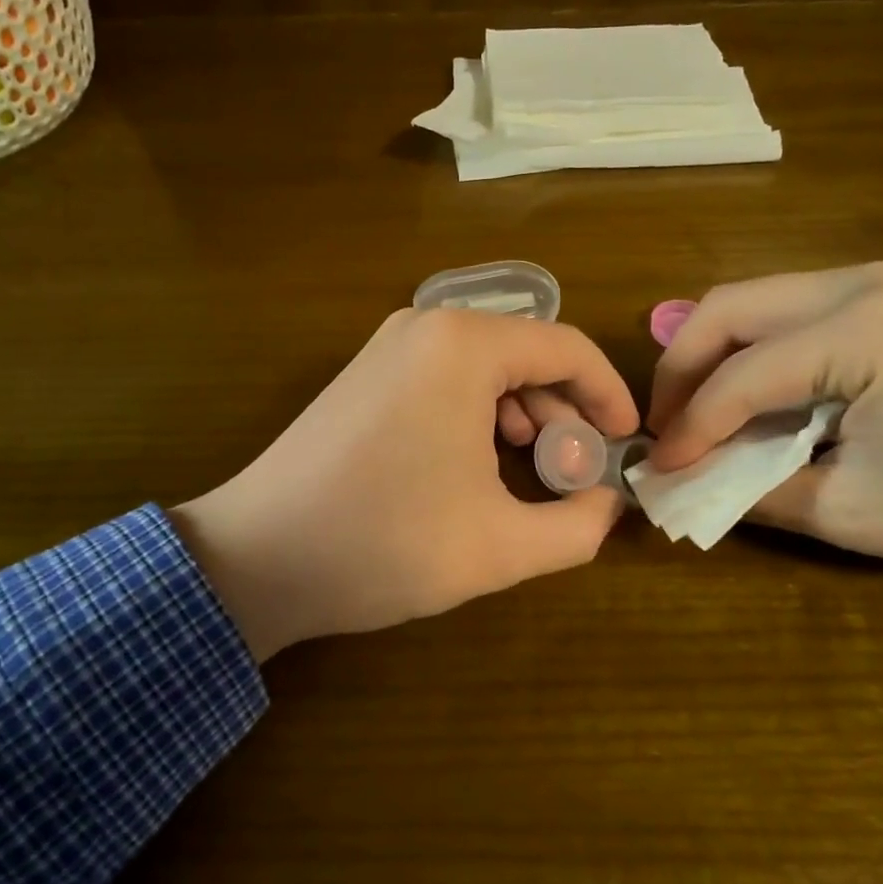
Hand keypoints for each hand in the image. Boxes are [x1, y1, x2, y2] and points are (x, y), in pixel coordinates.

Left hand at [172, 309, 639, 661]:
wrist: (257, 557)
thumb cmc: (383, 543)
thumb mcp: (499, 547)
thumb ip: (578, 526)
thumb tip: (610, 505)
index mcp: (464, 346)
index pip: (568, 349)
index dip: (608, 395)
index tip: (626, 443)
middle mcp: (427, 326)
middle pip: (527, 353)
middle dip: (565, 409)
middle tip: (576, 469)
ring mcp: (389, 345)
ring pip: (487, 365)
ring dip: (524, 412)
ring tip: (530, 467)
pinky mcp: (366, 372)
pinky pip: (446, 376)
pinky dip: (480, 411)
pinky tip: (477, 461)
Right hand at [647, 264, 882, 689]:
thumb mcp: (850, 511)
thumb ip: (751, 489)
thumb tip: (677, 481)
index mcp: (862, 329)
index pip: (740, 375)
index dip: (689, 426)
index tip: (658, 470)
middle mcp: (861, 284)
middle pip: (727, 308)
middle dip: (681, 370)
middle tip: (664, 428)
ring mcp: (876, 283)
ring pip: (750, 303)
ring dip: (711, 356)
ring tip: (696, 415)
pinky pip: (786, 313)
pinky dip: (751, 353)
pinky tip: (747, 397)